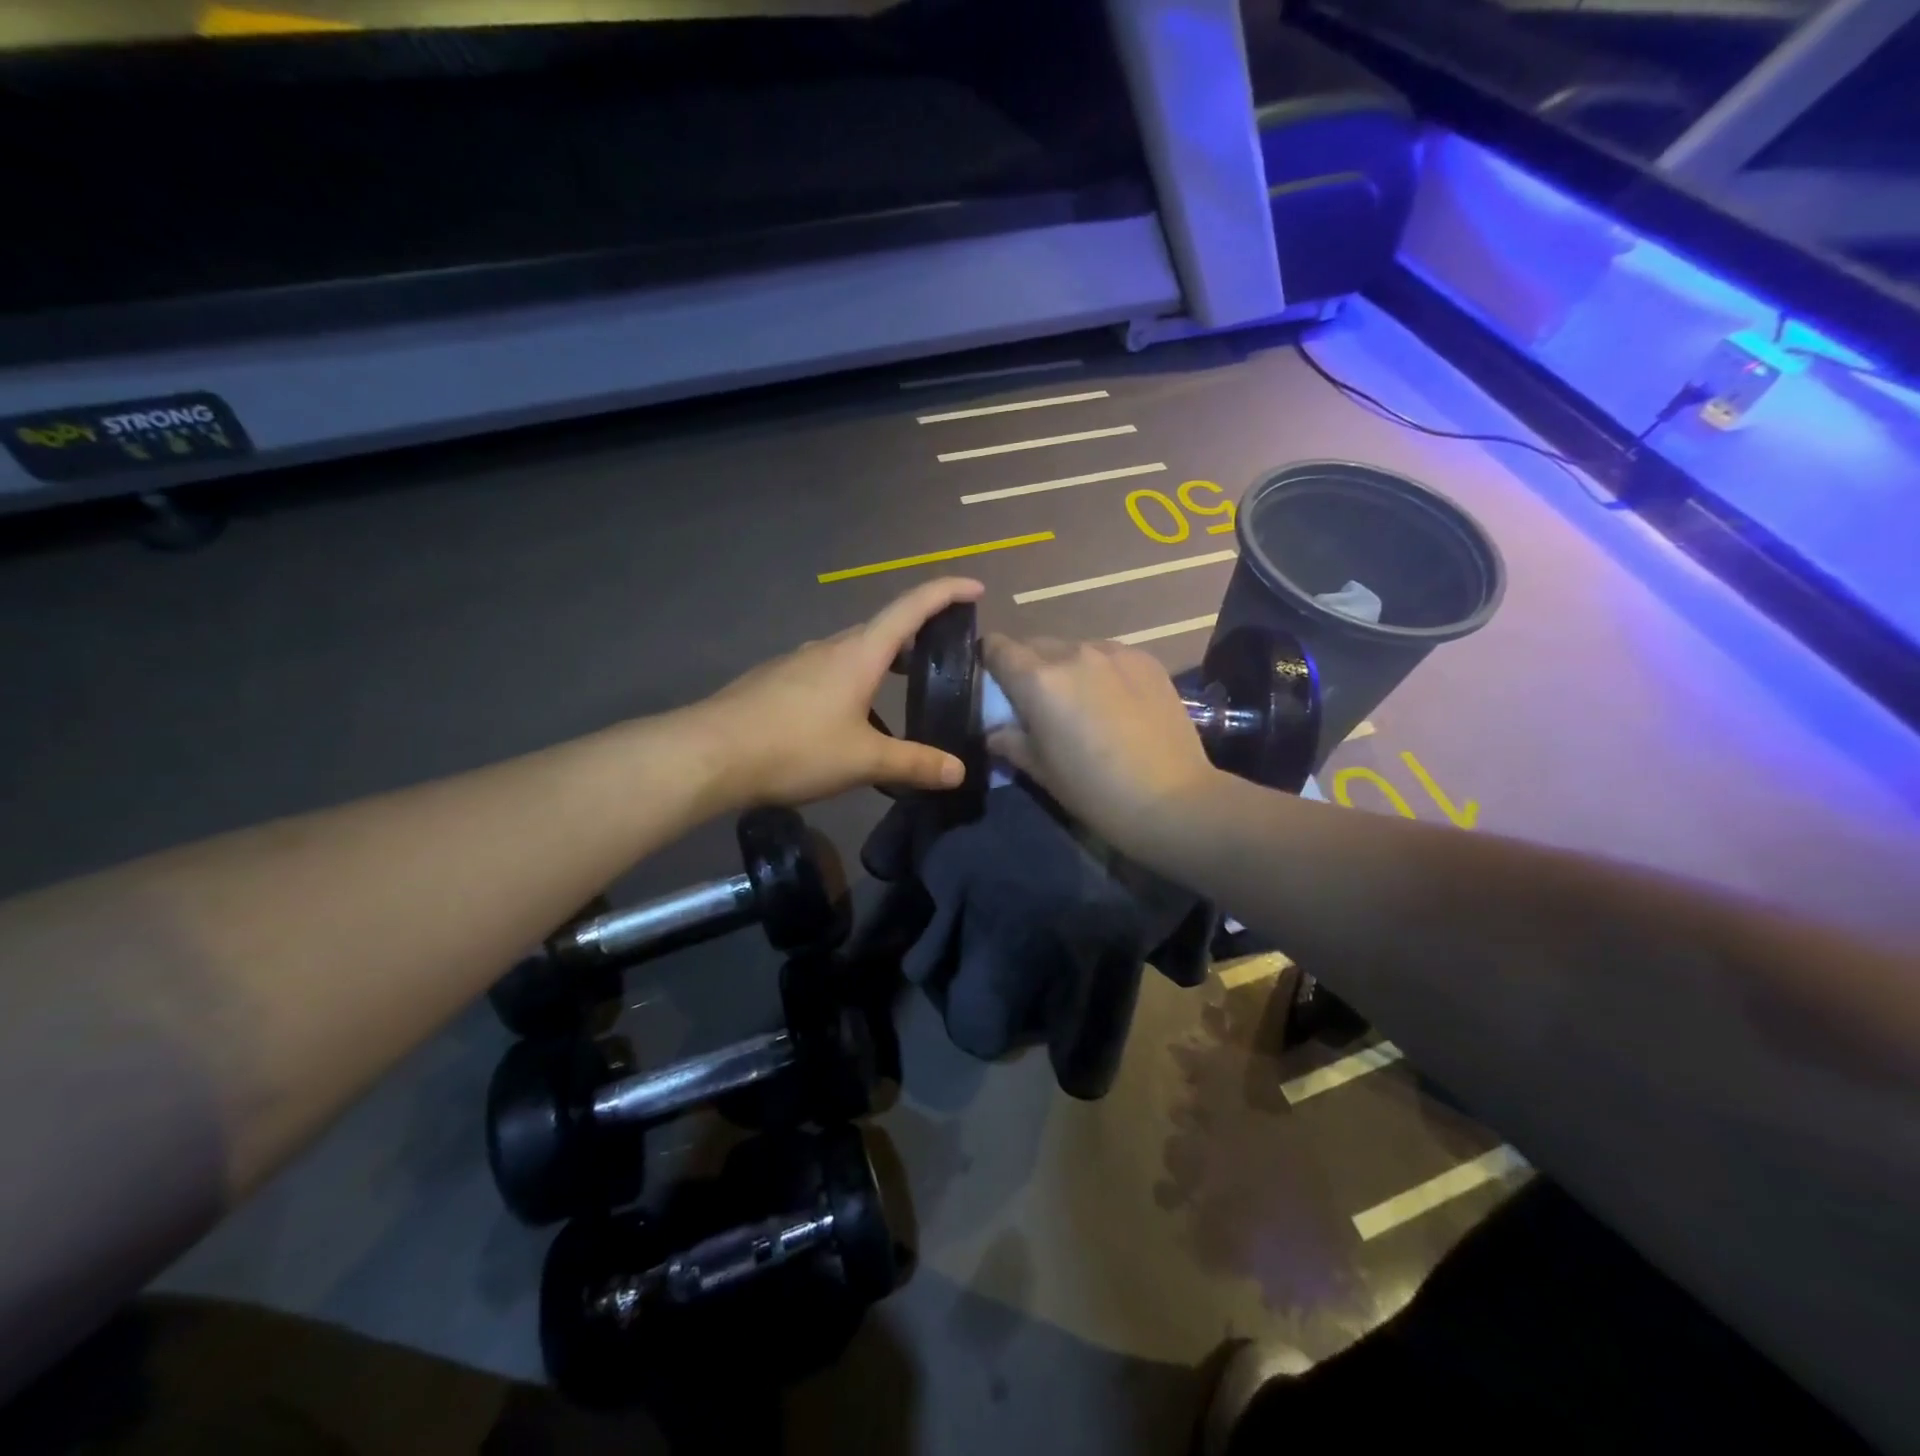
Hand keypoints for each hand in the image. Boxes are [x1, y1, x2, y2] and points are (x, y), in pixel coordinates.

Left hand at [695, 577, 985, 805]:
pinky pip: (824, 671)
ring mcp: (797, 662)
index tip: (975, 588)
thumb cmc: (795, 748)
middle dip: (915, 635)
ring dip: (880, 661)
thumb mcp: (863, 760)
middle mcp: (829, 647)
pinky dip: (850, 681)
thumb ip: (914, 764)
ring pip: (850, 652)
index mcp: (859, 654)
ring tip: (897, 691)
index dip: (946, 593)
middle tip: (939, 656)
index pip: (911, 608)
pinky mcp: (774, 681)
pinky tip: (845, 719)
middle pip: (882, 629)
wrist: (709, 753)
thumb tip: (959, 771)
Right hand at [981, 633, 1221, 850]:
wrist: (1172, 799)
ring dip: (1066, 667)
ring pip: (1073, 648)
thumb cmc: (1094, 791)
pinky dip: (1100, 670)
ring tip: (1081, 702)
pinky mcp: (1146, 660)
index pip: (997, 647)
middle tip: (1037, 701)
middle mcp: (1072, 653)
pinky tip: (1115, 702)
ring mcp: (1114, 652)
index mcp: (1038, 679)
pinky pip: (1108, 655)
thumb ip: (1010, 741)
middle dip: (1027, 666)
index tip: (995, 684)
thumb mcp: (1041, 771)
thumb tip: (995, 731)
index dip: (990, 661)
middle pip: (1034, 644)